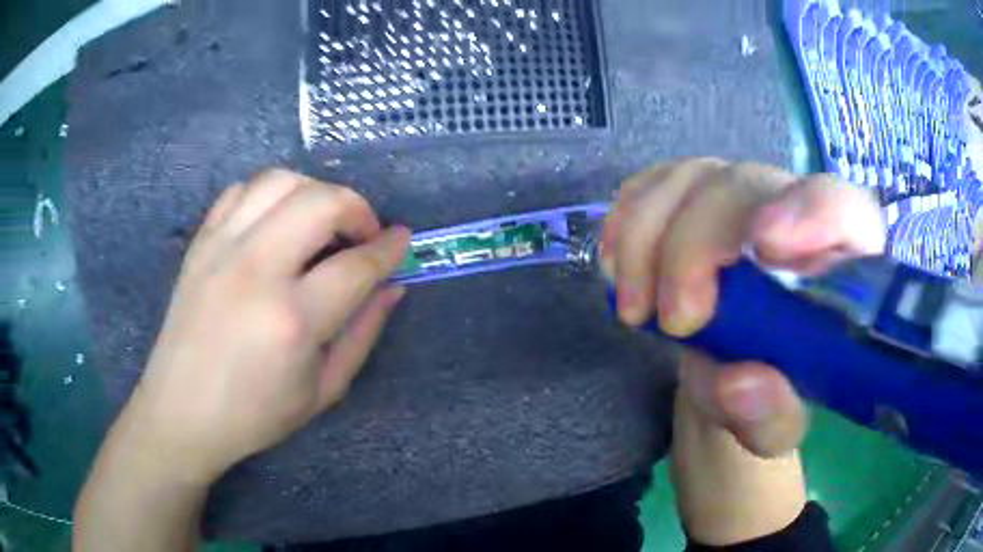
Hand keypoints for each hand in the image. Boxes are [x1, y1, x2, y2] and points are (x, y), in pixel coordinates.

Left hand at [119, 169, 410, 483]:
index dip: (389, 249)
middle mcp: (256, 269)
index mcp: (292, 320)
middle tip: (363, 234)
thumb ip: (364, 333)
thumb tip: (393, 287)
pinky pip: (241, 191)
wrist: (182, 412)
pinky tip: (276, 222)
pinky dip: (269, 195)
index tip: (403, 241)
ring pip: (280, 181)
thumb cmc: (255, 414)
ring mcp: (222, 248)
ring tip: (321, 222)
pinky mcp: (201, 242)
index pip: (356, 265)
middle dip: (357, 208)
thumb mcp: (324, 390)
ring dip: (314, 192)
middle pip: (321, 201)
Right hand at [602, 158, 883, 455]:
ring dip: (648, 240)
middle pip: (746, 186)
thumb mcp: (775, 428)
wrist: (736, 368)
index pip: (845, 210)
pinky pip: (653, 185)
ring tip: (635, 311)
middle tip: (676, 321)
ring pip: (691, 179)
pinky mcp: (694, 195)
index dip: (811, 214)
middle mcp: (795, 210)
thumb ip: (770, 416)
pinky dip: (627, 224)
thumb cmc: (772, 394)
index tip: (765, 249)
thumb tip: (739, 381)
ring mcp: (740, 195)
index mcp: (841, 262)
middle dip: (697, 246)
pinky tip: (620, 269)